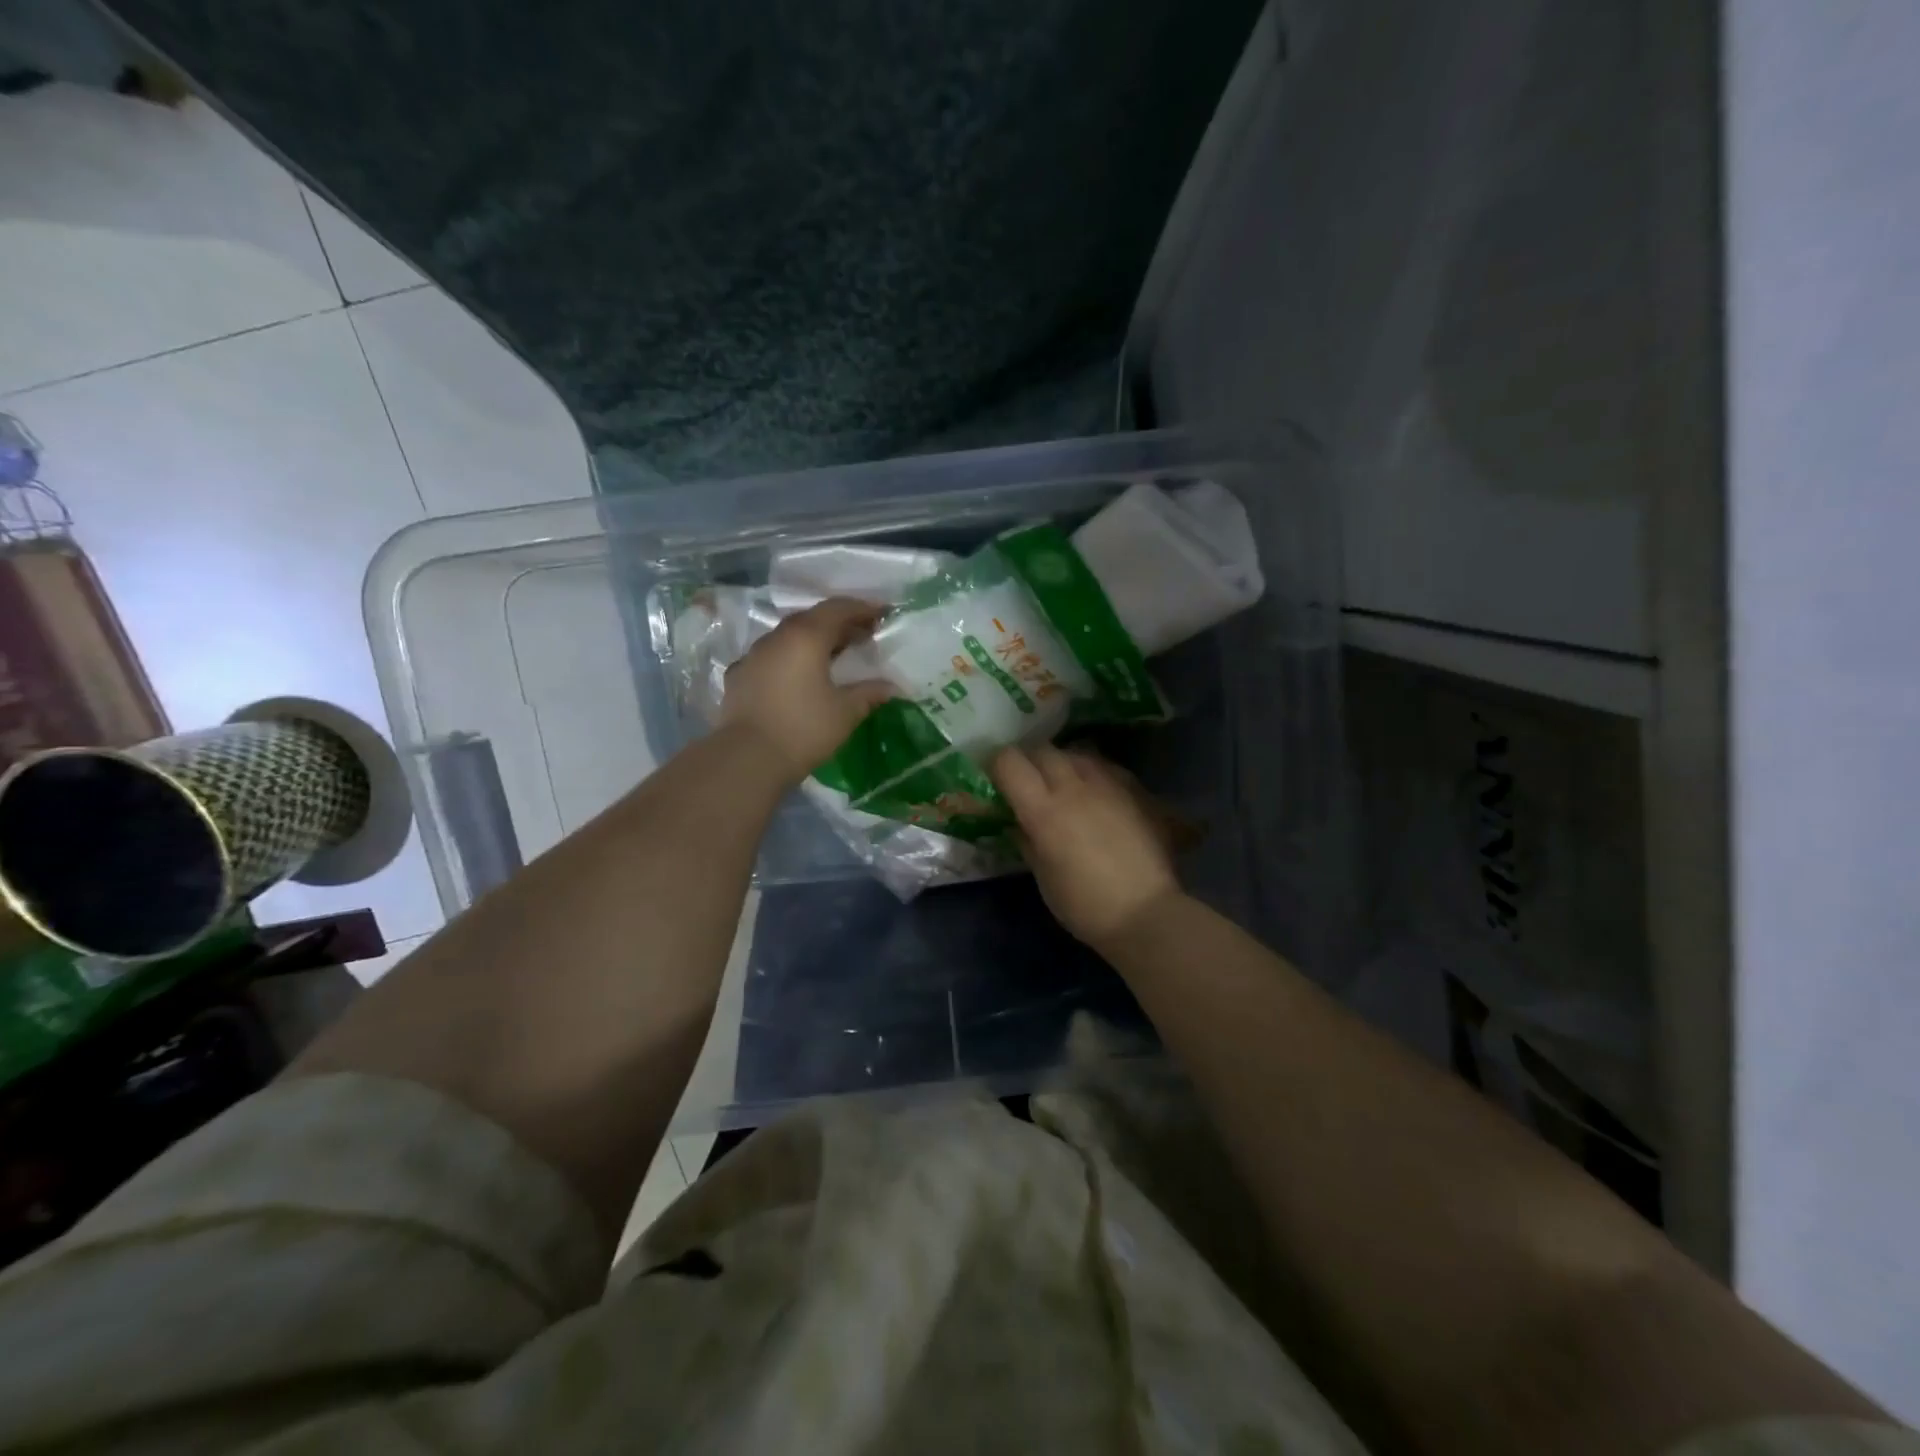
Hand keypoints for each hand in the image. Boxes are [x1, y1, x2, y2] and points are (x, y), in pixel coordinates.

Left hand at [720, 597, 896, 781]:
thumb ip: (869, 693)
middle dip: (840, 623)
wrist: (747, 758)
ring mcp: (753, 655)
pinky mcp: (739, 676)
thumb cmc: (804, 729)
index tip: (883, 614)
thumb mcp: (845, 712)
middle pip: (812, 618)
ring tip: (834, 656)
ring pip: (789, 636)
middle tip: (863, 635)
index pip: (838, 608)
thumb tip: (891, 687)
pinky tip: (798, 676)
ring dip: (813, 640)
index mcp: (806, 637)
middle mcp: (777, 637)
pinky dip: (790, 658)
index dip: (863, 608)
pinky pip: (771, 657)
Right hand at [989, 745, 1185, 947]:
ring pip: (1077, 753)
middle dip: (1030, 761)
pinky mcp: (1136, 790)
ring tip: (1064, 785)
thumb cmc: (1085, 905)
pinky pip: (1106, 767)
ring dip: (1064, 764)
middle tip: (1029, 783)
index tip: (996, 779)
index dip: (998, 765)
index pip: (1010, 762)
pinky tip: (1098, 795)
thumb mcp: (1043, 877)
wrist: (1147, 913)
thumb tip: (1018, 823)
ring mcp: (1109, 784)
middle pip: (1043, 750)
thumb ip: (1027, 841)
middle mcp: (1074, 786)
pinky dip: (1094, 774)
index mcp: (1044, 810)